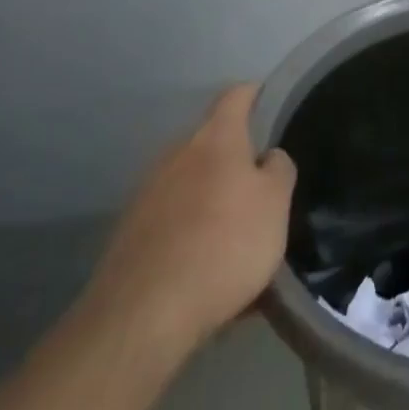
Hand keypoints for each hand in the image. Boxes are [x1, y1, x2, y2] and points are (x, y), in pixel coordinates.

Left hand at [82, 85, 296, 347]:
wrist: (144, 314)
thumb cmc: (224, 244)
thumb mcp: (275, 203)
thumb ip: (278, 170)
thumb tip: (267, 157)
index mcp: (215, 138)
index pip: (236, 96)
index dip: (256, 94)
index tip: (271, 103)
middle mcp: (176, 154)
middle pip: (212, 144)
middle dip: (236, 160)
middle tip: (262, 187)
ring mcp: (147, 194)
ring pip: (191, 186)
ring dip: (213, 201)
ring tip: (237, 237)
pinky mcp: (130, 235)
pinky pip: (173, 223)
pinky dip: (192, 235)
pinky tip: (208, 271)